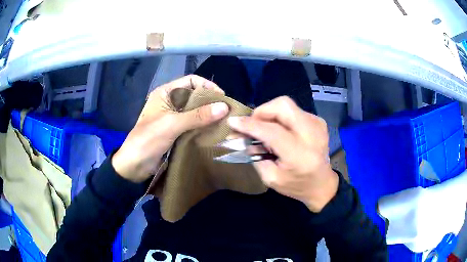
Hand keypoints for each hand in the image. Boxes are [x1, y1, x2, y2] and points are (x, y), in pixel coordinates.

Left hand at [112, 75, 228, 182]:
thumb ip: (198, 115)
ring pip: (194, 110)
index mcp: (165, 93)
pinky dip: (202, 125)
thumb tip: (224, 107)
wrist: (134, 164)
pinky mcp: (175, 130)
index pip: (191, 80)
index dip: (207, 86)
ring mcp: (172, 116)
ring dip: (208, 115)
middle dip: (210, 101)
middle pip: (194, 95)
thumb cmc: (149, 139)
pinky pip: (192, 123)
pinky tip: (213, 130)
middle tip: (226, 111)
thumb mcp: (173, 124)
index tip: (222, 98)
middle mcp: (169, 101)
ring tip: (223, 121)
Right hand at [228, 96, 338, 211]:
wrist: (322, 184)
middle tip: (252, 124)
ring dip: (270, 114)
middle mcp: (312, 135)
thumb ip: (255, 155)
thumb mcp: (271, 178)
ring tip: (265, 129)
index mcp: (300, 155)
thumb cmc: (296, 185)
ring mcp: (317, 124)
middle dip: (262, 111)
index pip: (273, 131)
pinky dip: (281, 117)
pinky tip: (280, 131)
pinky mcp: (318, 121)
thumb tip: (242, 136)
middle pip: (283, 106)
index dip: (251, 125)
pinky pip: (293, 111)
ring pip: (287, 105)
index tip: (233, 122)